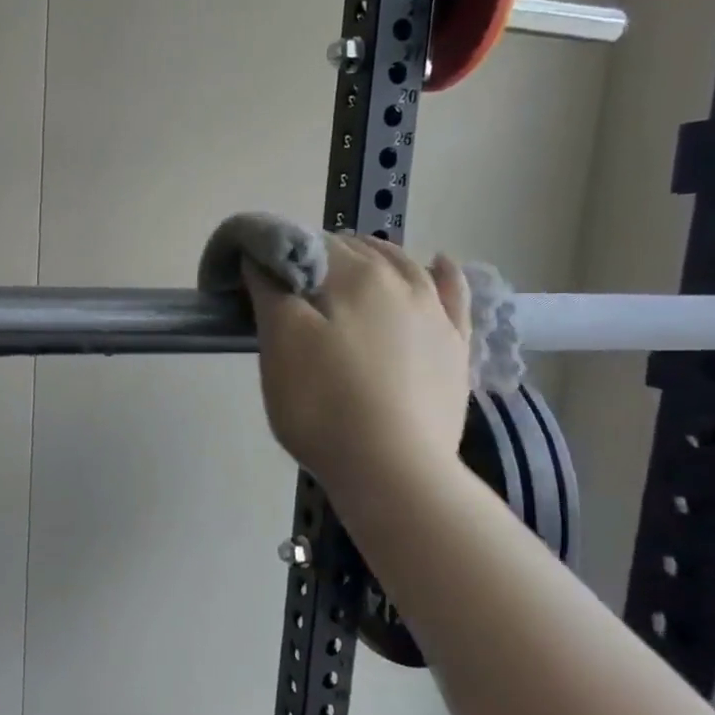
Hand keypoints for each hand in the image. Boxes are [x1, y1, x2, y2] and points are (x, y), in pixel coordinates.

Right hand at [243, 234, 471, 491]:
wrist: (392, 468)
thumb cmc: (322, 404)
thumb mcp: (279, 343)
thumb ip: (270, 290)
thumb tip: (263, 257)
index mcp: (352, 275)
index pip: (309, 245)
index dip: (279, 256)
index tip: (259, 281)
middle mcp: (400, 281)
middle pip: (356, 250)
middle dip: (322, 257)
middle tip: (293, 290)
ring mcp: (434, 313)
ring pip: (403, 264)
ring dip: (373, 257)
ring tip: (351, 267)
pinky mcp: (455, 347)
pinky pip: (453, 294)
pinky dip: (443, 273)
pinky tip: (438, 264)